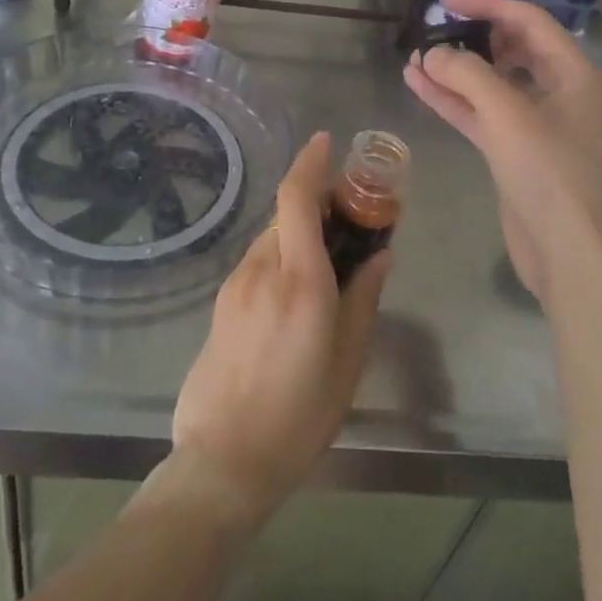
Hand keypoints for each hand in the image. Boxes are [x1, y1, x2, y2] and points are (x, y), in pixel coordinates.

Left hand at [171, 132, 391, 526]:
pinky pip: (258, 261)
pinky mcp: (221, 302)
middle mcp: (262, 269)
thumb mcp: (348, 361)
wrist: (223, 459)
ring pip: (272, 237)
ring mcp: (235, 284)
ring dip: (299, 231)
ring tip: (329, 260)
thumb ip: (364, 297)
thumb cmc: (299, 415)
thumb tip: (379, 254)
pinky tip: (298, 292)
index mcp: (299, 280)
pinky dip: (282, 255)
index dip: (311, 162)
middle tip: (350, 217)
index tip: (327, 141)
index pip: (298, 198)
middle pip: (287, 213)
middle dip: (316, 201)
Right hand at [403, 0, 601, 298]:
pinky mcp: (516, 153)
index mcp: (574, 73)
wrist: (572, 254)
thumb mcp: (508, 114)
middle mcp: (559, 92)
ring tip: (415, 56)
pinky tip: (418, 84)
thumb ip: (466, 74)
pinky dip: (453, 100)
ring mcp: (537, 125)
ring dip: (455, 70)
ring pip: (491, 84)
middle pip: (512, 49)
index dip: (488, 3)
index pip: (528, 20)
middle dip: (471, 36)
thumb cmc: (551, 174)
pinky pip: (481, 114)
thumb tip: (432, 52)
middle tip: (433, 26)